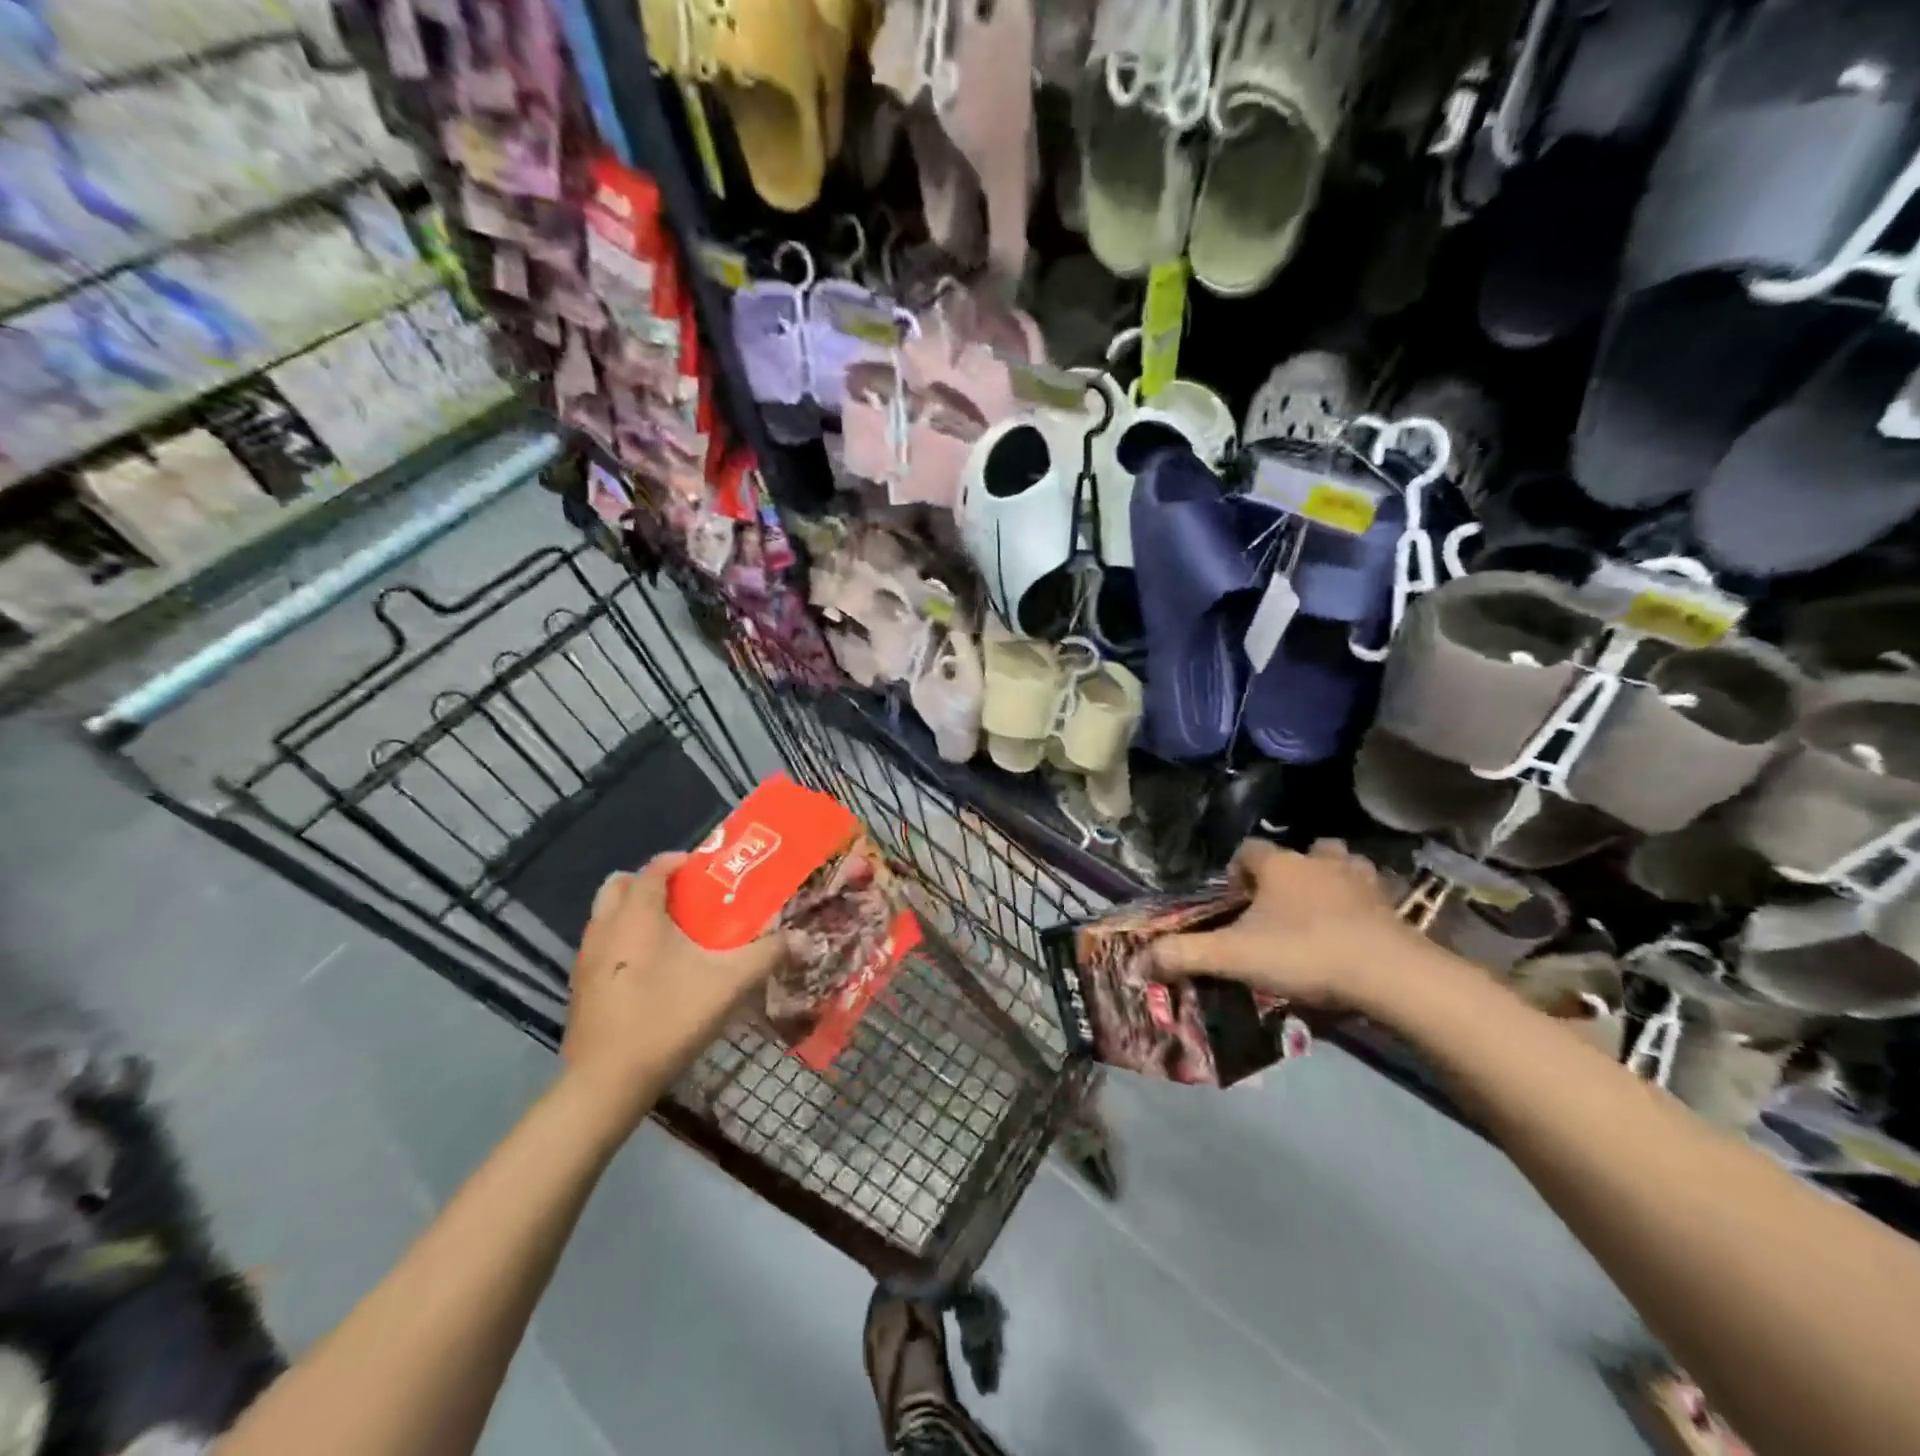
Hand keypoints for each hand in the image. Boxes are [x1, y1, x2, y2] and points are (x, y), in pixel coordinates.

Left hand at [561, 853, 784, 1131]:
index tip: (710, 873)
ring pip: (607, 915)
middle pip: (622, 884)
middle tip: (686, 903)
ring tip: (671, 937)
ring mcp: (586, 956)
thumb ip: (767, 955)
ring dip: (635, 913)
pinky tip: (651, 973)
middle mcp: (606, 925)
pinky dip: (623, 942)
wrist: (607, 1082)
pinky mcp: (579, 985)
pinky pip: (602, 944)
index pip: (656, 867)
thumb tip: (801, 938)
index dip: (683, 862)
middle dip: (651, 884)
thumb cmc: (668, 1018)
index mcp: (638, 914)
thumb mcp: (729, 984)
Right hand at [1153, 840, 1417, 1010]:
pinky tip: (1357, 928)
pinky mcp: (1392, 905)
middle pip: (1301, 851)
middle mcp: (1318, 861)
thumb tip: (1137, 961)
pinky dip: (1364, 903)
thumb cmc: (1304, 953)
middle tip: (1280, 905)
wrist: (1388, 973)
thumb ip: (1185, 955)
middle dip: (1289, 870)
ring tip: (1320, 909)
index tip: (1235, 899)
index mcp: (1279, 866)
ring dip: (1330, 878)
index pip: (1248, 850)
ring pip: (1341, 863)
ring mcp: (1360, 880)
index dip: (1237, 870)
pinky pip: (1374, 892)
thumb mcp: (1234, 957)